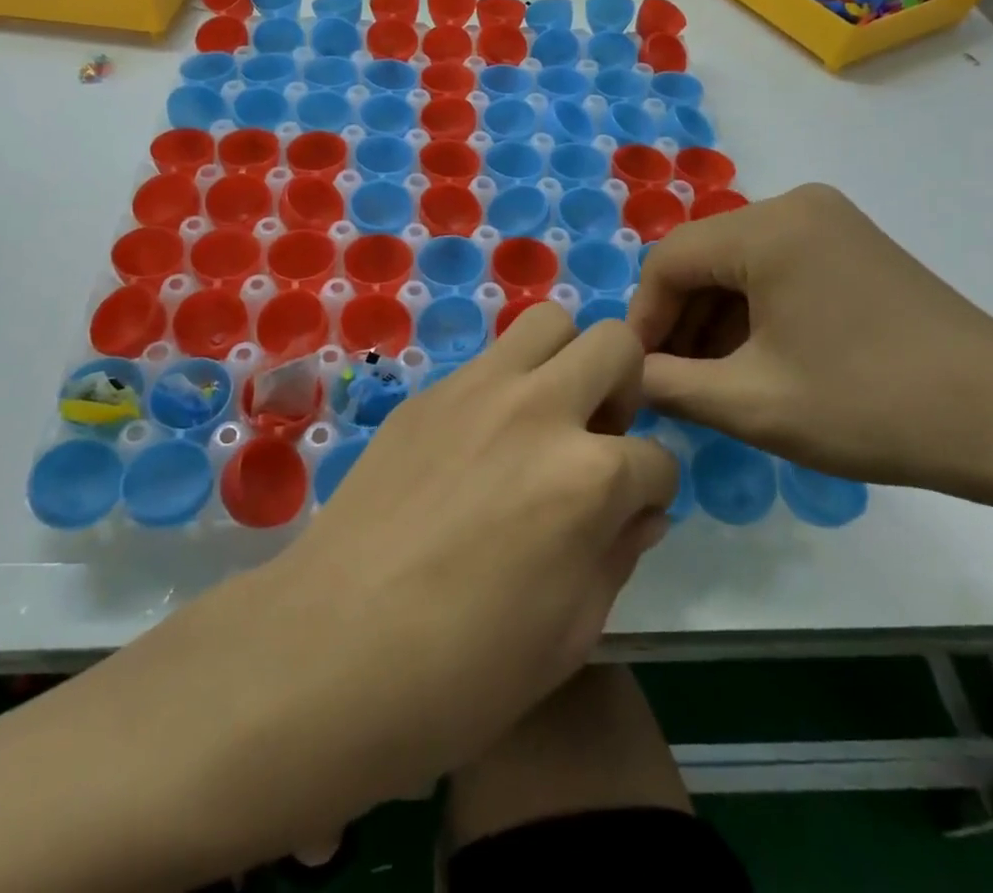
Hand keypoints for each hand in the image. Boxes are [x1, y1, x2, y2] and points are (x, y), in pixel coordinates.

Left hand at [134, 306, 679, 868]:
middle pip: (615, 345)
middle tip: (596, 438)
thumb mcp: (572, 631)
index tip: (632, 512)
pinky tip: (479, 441)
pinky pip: (487, 361)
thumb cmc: (464, 670)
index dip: (653, 491)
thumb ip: (619, 553)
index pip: (658, 459)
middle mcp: (540, 410)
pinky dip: (505, 386)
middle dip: (625, 388)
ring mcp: (477, 390)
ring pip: (548, 322)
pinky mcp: (427, 393)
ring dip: (565, 361)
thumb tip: (640, 510)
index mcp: (588, 476)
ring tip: (545, 418)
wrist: (334, 647)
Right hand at [627, 183, 992, 491]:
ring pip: (737, 265)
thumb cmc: (871, 407)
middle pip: (703, 259)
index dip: (643, 319)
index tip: (638, 374)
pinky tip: (755, 361)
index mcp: (768, 228)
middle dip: (680, 322)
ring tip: (711, 382)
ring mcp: (828, 221)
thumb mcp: (752, 404)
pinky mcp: (851, 244)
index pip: (668, 261)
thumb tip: (625, 373)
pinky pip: (775, 268)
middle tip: (672, 384)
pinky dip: (753, 312)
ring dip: (714, 320)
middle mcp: (794, 205)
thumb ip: (669, 384)